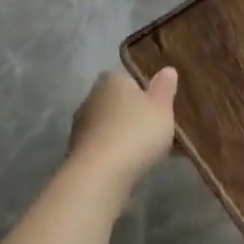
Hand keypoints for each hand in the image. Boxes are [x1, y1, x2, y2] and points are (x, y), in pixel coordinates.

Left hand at [67, 69, 177, 185]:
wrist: (100, 173)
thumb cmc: (137, 132)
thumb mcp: (162, 107)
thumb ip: (165, 88)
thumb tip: (167, 69)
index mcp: (112, 81)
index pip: (126, 79)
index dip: (142, 91)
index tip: (157, 106)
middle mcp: (91, 98)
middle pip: (116, 102)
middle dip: (132, 113)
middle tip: (154, 128)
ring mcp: (80, 126)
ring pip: (108, 125)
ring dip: (122, 133)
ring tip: (145, 150)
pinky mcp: (76, 151)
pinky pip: (102, 145)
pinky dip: (114, 151)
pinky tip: (129, 164)